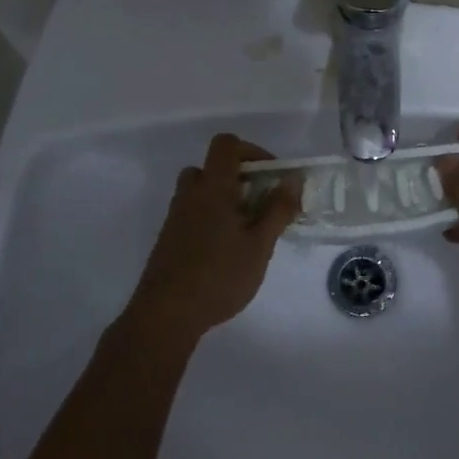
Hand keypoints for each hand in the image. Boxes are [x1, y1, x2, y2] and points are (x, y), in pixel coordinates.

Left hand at [127, 134, 299, 340]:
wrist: (166, 314)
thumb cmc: (219, 276)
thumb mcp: (259, 245)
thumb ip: (277, 210)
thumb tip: (292, 179)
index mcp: (213, 188)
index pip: (226, 144)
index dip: (251, 150)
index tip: (271, 175)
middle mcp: (190, 195)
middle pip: (211, 167)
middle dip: (238, 177)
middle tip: (259, 202)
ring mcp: (176, 217)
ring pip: (200, 192)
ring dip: (224, 199)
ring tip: (246, 228)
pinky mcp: (169, 238)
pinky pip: (193, 213)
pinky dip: (211, 218)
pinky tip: (227, 249)